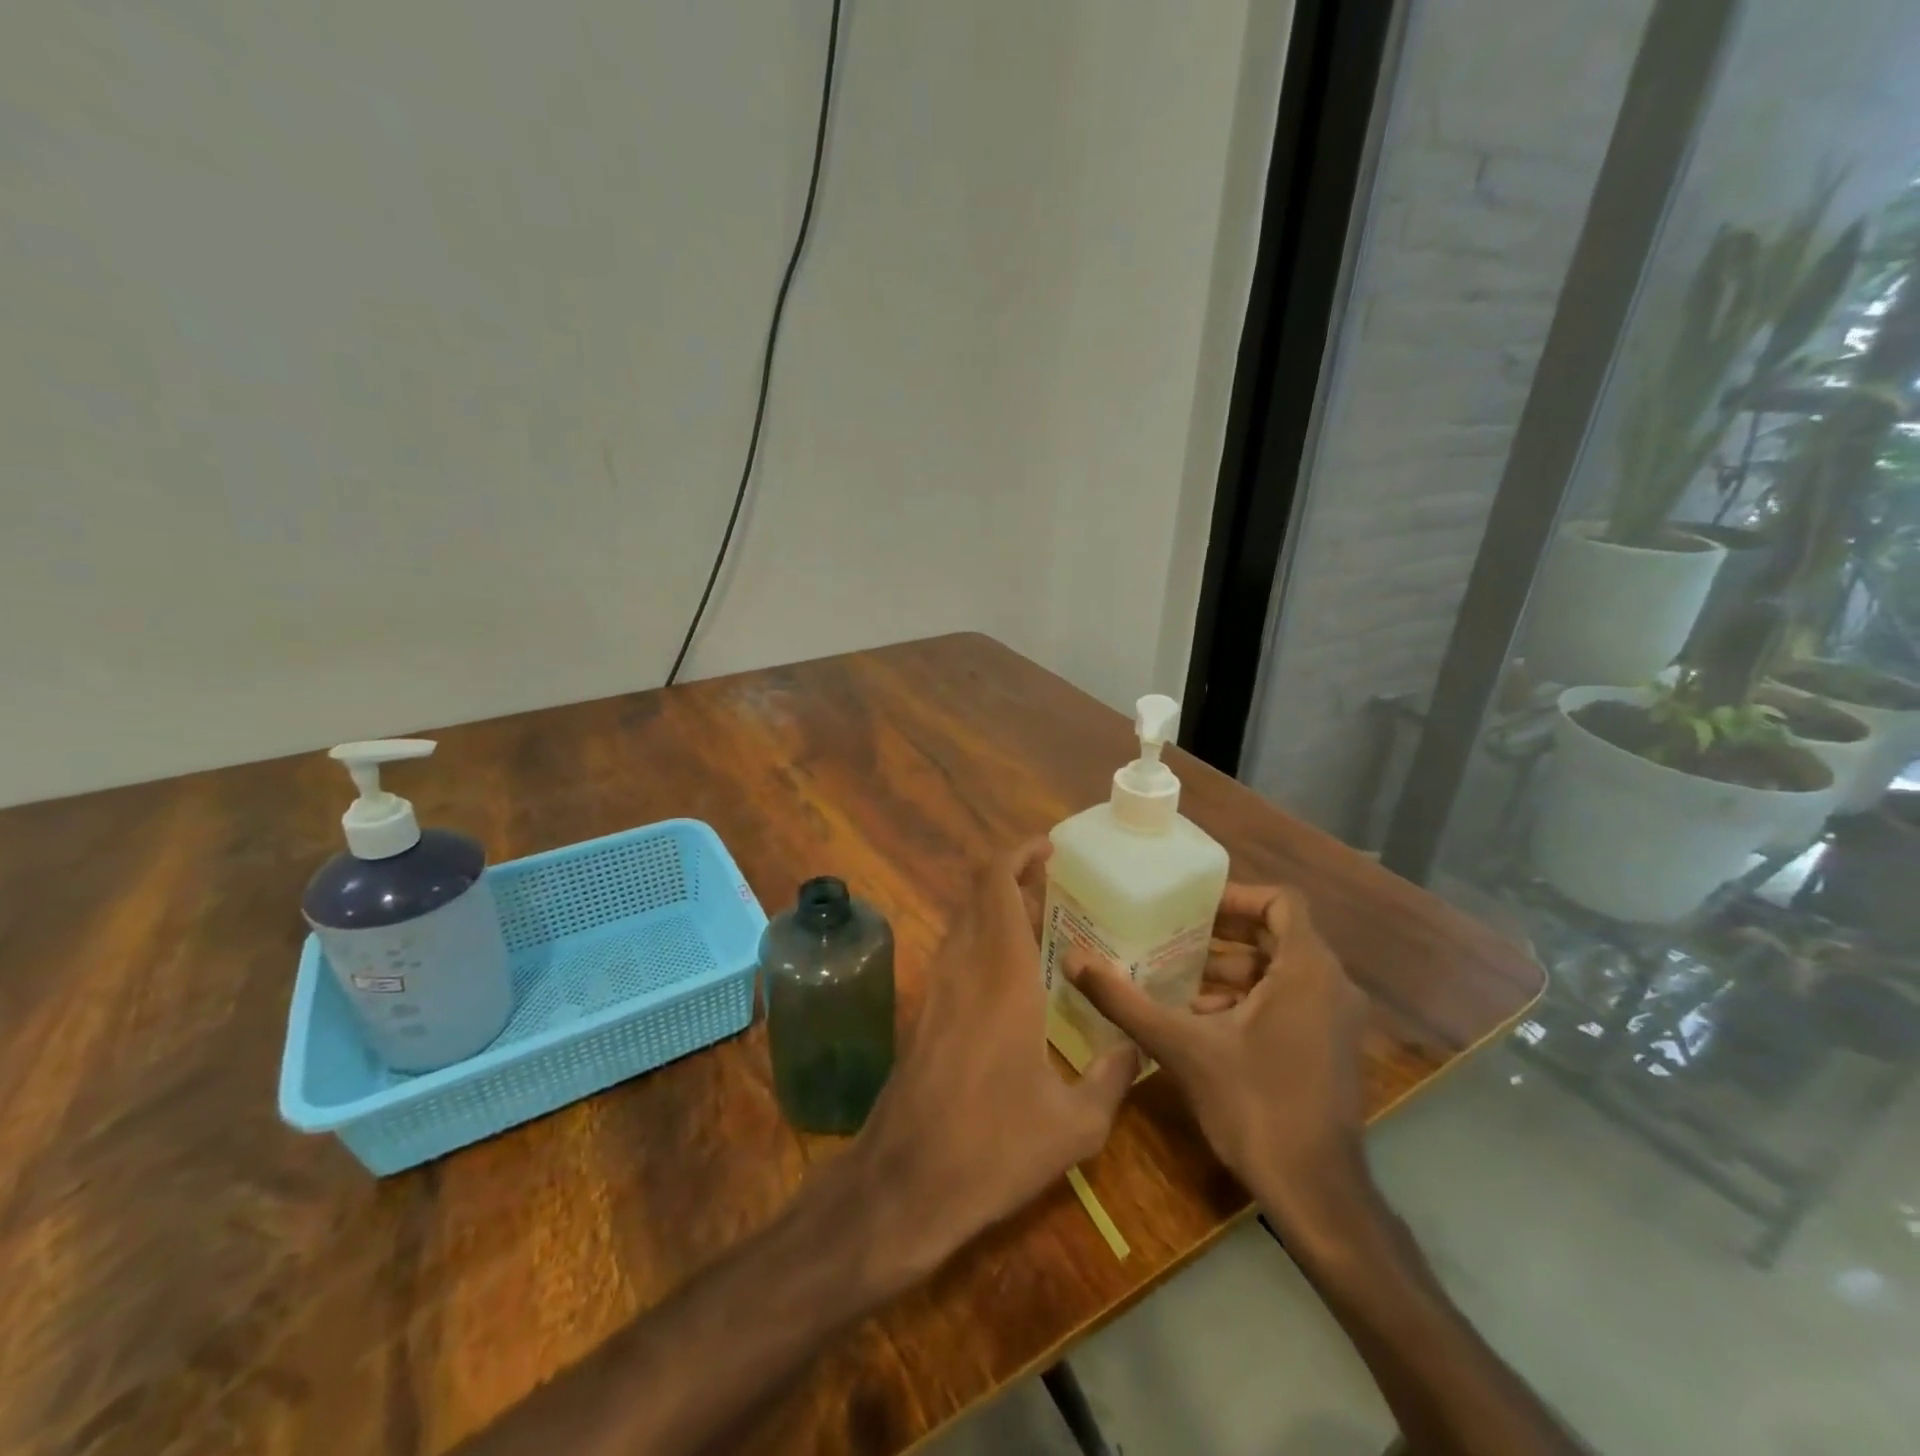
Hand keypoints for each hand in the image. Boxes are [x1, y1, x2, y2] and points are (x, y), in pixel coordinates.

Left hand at [852, 840, 1136, 1278]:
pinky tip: (1014, 980)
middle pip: (978, 894)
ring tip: (1044, 928)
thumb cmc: (994, 1147)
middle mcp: (964, 966)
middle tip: (1058, 890)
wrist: (905, 1183)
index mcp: (1002, 974)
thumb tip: (1132, 1049)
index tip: (1049, 849)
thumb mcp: (1075, 1125)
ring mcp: (937, 988)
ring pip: (964, 922)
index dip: (1018, 853)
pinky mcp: (925, 1013)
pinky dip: (983, 942)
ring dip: (997, 910)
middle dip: (1014, 879)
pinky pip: (956, 954)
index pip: (996, 883)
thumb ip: (1111, 1078)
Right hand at [1063, 884, 1367, 1218]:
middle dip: (1223, 934)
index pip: (1282, 901)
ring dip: (1231, 970)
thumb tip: (1072, 960)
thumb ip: (1125, 1001)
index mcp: (1308, 970)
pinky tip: (1201, 1019)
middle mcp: (1332, 986)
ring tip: (1176, 977)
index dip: (1236, 896)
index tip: (1192, 906)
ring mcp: (1336, 1020)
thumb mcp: (1181, 1046)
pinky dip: (1248, 999)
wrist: (1315, 1193)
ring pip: (1281, 971)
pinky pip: (1289, 1001)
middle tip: (1172, 934)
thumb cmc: (1254, 1105)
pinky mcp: (1330, 1048)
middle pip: (1277, 935)